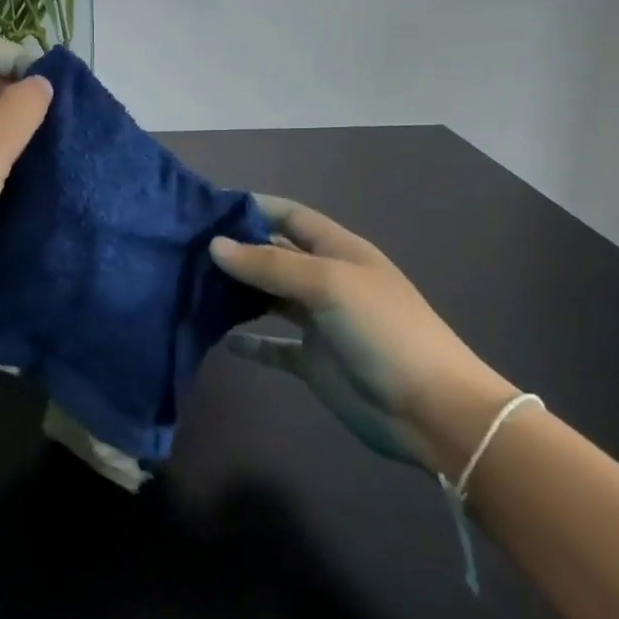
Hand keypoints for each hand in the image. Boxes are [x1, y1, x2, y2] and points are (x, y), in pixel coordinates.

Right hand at [210, 196, 514, 472]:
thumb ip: (271, 264)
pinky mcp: (312, 361)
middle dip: (237, 249)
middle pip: (275, 255)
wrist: (432, 411)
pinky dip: (248, 342)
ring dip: (238, 292)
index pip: (290, 216)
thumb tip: (215, 246)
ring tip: (193, 286)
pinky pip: (273, 345)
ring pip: (269, 298)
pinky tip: (220, 339)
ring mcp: (319, 322)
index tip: (207, 208)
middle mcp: (327, 280)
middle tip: (186, 248)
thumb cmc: (384, 331)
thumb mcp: (329, 284)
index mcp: (339, 251)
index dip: (253, 207)